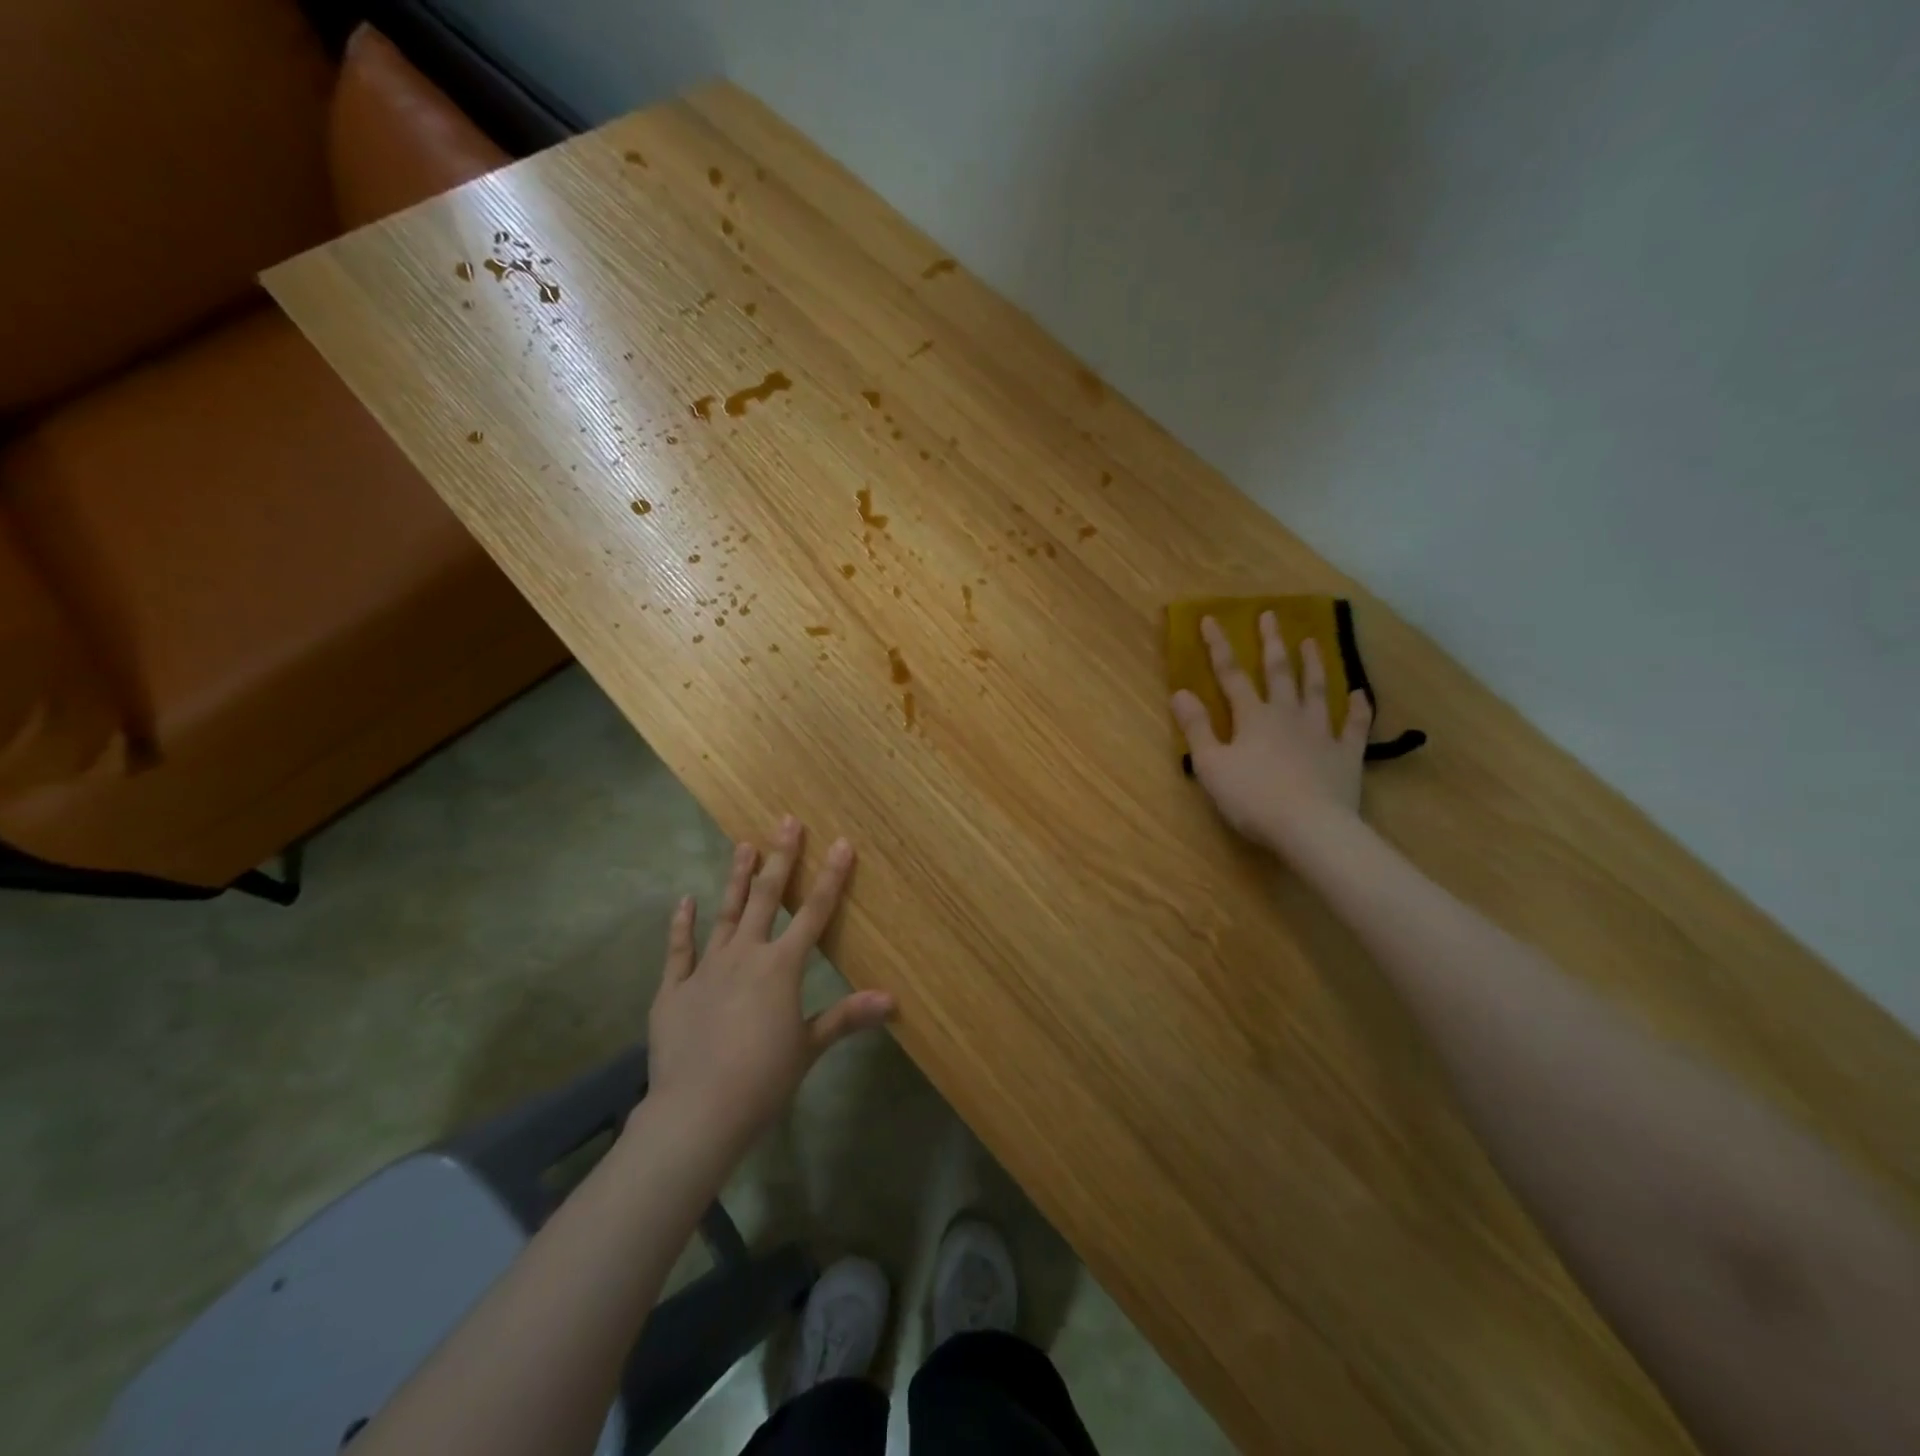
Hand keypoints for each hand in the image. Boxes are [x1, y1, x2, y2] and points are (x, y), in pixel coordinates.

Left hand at [645, 816, 894, 1150]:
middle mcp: (746, 955)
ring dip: (737, 879)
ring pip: (726, 913)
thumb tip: (892, 999)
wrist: (697, 1111)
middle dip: (781, 858)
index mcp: (781, 968)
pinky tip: (685, 901)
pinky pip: (679, 950)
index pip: (815, 913)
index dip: (831, 877)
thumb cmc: (762, 1080)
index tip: (841, 843)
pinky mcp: (674, 989)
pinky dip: (682, 924)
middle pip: (768, 898)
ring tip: (743, 844)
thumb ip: (846, 1017)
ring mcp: (706, 969)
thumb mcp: (808, 1048)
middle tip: (787, 822)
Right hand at [1172, 612, 1372, 853]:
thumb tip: (1180, 692)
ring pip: (1318, 690)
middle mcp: (1288, 715)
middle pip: (1279, 672)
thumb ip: (1196, 728)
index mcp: (1252, 717)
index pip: (1231, 674)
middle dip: (1272, 643)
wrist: (1311, 828)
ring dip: (1314, 665)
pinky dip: (1359, 708)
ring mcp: (1321, 733)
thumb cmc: (1253, 797)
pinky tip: (1361, 693)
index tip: (1212, 619)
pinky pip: (1355, 725)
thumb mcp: (1211, 765)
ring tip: (1312, 641)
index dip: (1219, 646)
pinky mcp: (1346, 755)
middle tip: (1271, 615)